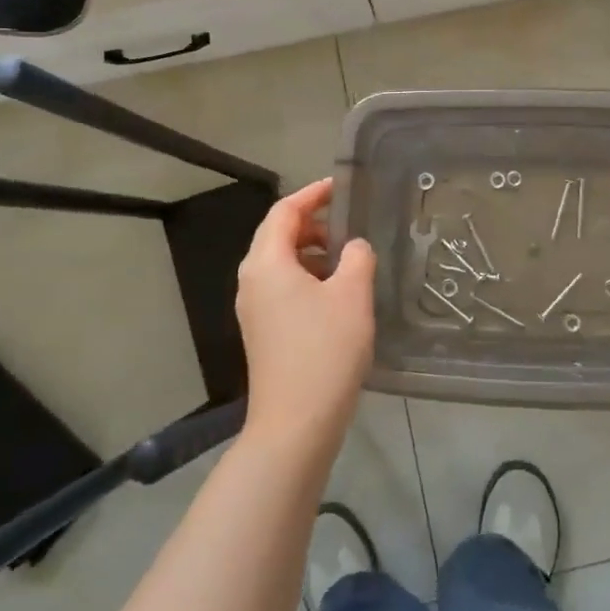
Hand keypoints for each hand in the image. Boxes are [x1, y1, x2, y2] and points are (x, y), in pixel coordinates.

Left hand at [234, 178, 375, 455]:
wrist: (296, 423)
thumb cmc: (324, 350)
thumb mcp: (352, 295)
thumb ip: (357, 258)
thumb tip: (353, 247)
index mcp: (266, 263)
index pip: (284, 212)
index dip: (312, 194)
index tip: (340, 187)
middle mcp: (252, 281)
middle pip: (278, 235)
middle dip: (313, 224)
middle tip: (349, 225)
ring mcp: (254, 309)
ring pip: (281, 264)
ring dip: (312, 253)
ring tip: (349, 261)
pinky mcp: (263, 332)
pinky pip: (282, 288)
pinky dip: (308, 278)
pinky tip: (337, 296)